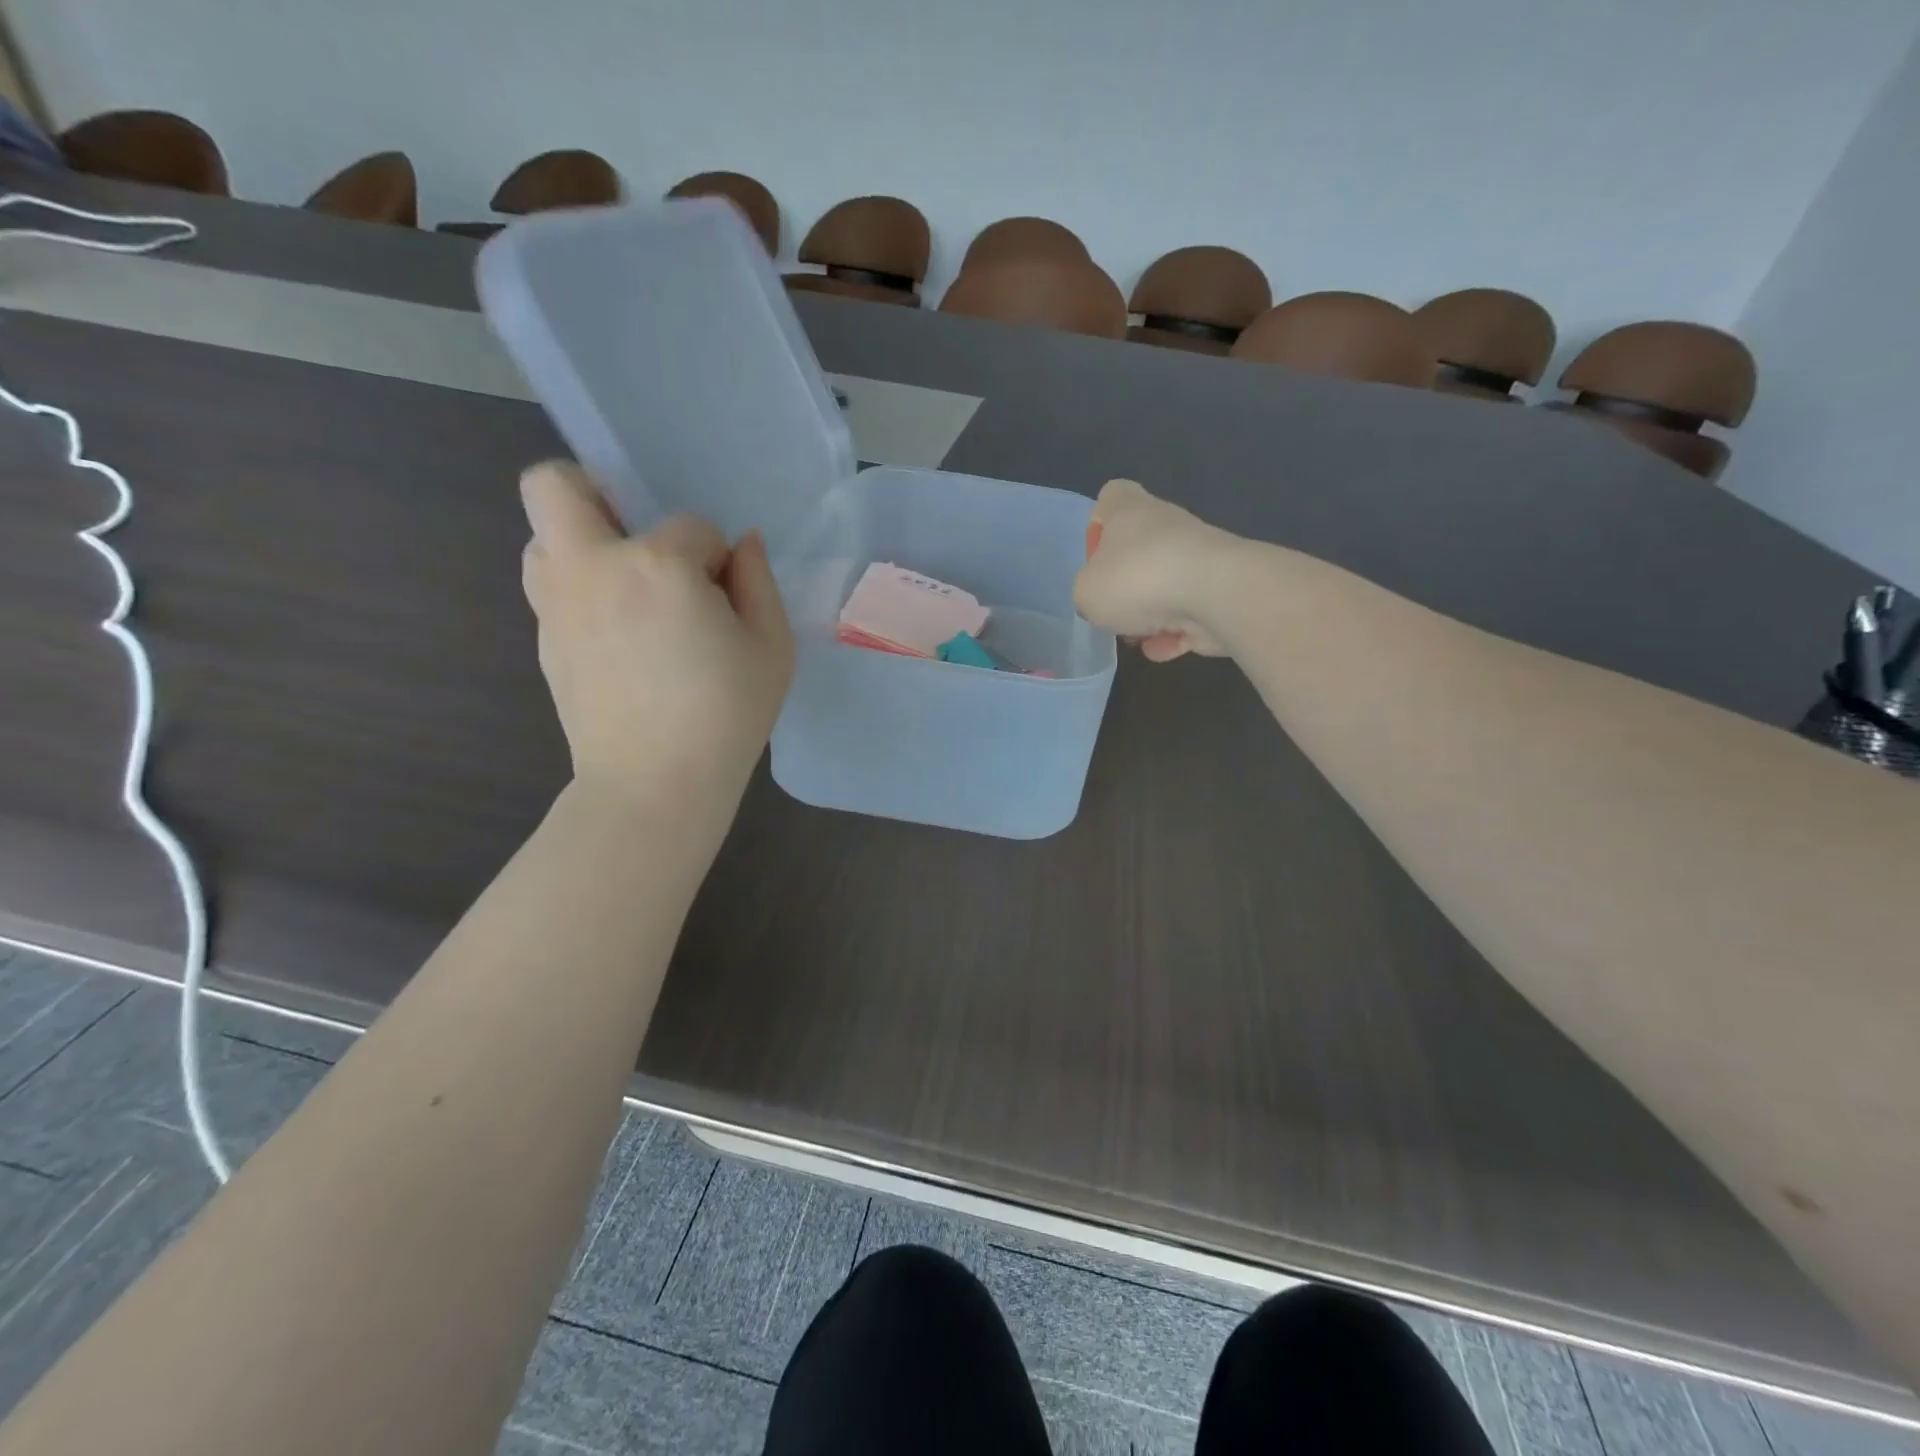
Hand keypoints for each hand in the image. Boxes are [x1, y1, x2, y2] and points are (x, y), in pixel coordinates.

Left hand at [519, 461, 793, 804]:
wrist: (655, 784)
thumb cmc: (726, 716)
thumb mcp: (771, 648)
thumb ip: (759, 583)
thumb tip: (743, 545)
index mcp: (658, 565)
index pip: (693, 527)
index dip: (716, 558)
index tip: (725, 599)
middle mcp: (593, 568)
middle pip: (556, 486)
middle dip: (597, 491)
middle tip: (639, 539)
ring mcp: (558, 604)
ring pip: (543, 535)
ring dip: (583, 544)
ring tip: (627, 590)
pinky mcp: (546, 640)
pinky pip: (552, 587)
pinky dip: (581, 591)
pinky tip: (620, 636)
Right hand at [1072, 479, 1241, 660]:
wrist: (1215, 593)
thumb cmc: (1137, 579)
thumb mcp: (1086, 591)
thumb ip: (1087, 593)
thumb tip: (1103, 599)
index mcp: (1129, 510)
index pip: (1111, 498)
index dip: (1098, 526)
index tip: (1094, 558)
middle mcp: (1166, 525)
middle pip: (1138, 551)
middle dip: (1125, 586)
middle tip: (1113, 610)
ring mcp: (1197, 557)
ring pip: (1164, 587)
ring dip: (1149, 616)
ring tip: (1139, 638)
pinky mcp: (1220, 589)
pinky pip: (1188, 614)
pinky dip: (1175, 634)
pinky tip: (1163, 649)